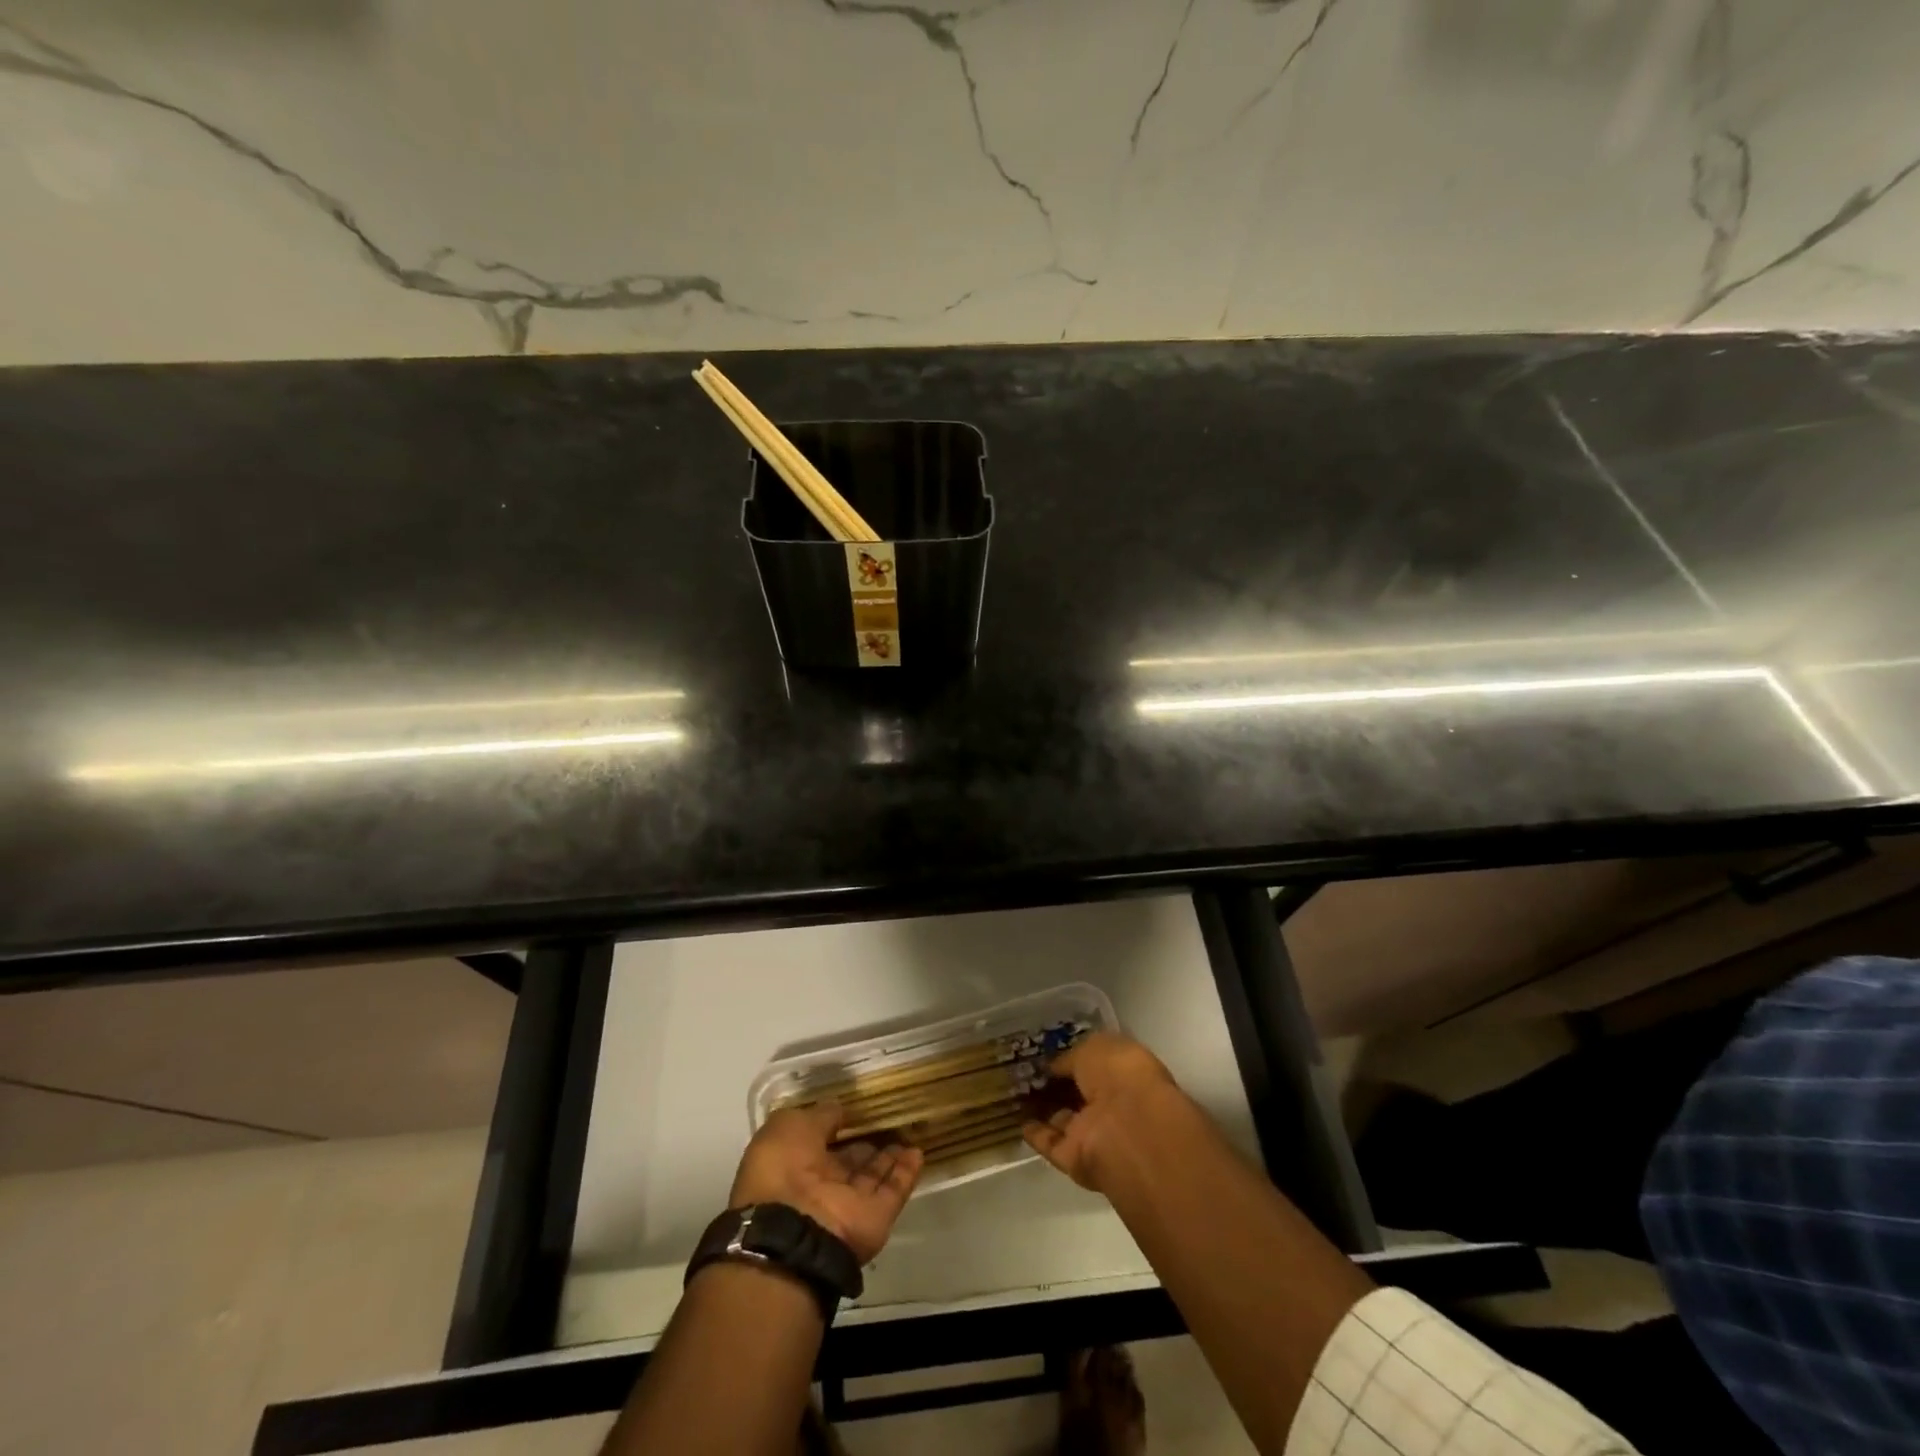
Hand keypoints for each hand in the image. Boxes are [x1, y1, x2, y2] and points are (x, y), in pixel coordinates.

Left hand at [728, 1104, 923, 1264]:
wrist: (792, 1230)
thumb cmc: (782, 1168)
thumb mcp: (790, 1125)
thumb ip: (819, 1115)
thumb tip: (840, 1110)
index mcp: (795, 1163)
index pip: (822, 1140)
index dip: (838, 1124)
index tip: (858, 1107)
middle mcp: (822, 1184)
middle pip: (850, 1160)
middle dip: (866, 1141)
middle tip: (890, 1117)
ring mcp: (850, 1203)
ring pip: (873, 1175)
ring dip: (890, 1155)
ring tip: (909, 1129)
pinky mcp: (875, 1218)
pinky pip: (893, 1191)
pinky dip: (906, 1173)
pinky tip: (918, 1151)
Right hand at [1022, 1031, 1188, 1193]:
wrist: (1128, 1129)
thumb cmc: (1119, 1075)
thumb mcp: (1093, 1048)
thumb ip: (1072, 1057)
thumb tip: (1054, 1066)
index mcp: (1126, 1073)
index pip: (1096, 1066)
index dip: (1072, 1060)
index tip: (1046, 1054)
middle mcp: (1113, 1105)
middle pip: (1079, 1095)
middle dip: (1057, 1085)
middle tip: (1026, 1072)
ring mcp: (1095, 1134)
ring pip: (1064, 1119)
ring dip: (1043, 1109)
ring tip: (1014, 1092)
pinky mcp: (1076, 1160)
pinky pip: (1051, 1143)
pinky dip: (1035, 1133)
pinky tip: (1016, 1119)